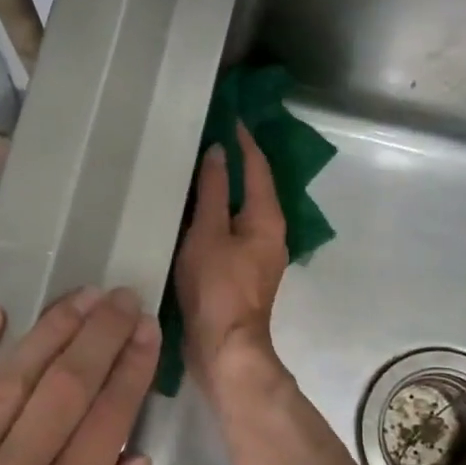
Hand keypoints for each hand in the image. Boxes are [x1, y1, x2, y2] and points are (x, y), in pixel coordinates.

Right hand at [175, 122, 290, 400]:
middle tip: (210, 137)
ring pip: (243, 210)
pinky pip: (232, 230)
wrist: (223, 348)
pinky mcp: (242, 272)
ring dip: (226, 188)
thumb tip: (220, 153)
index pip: (259, 167)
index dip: (246, 141)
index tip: (230, 116)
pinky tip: (195, 211)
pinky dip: (218, 213)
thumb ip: (214, 191)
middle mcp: (270, 233)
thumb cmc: (216, 287)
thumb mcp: (209, 233)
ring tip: (199, 169)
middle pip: (255, 187)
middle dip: (238, 162)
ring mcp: (257, 255)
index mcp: (268, 219)